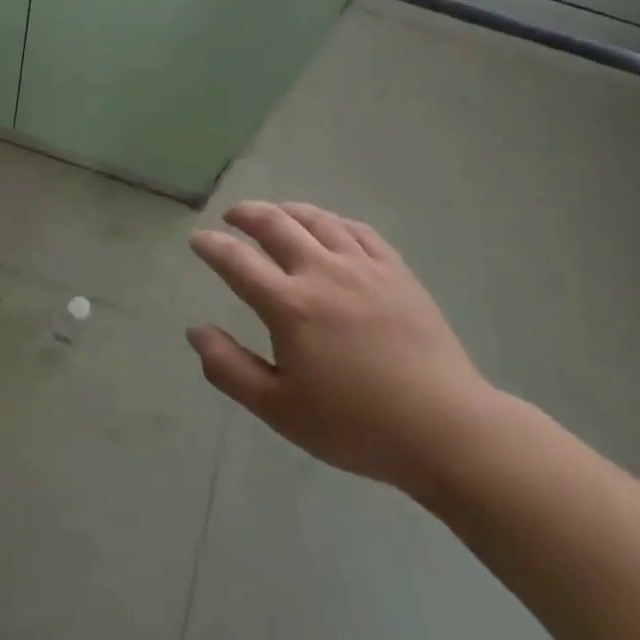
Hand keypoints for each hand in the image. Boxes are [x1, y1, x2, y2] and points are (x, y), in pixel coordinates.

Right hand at [186, 200, 494, 497]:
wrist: (445, 429)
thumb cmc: (355, 426)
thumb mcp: (279, 410)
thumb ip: (229, 368)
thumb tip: (195, 330)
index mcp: (289, 306)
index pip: (236, 261)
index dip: (211, 245)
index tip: (197, 239)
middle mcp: (322, 273)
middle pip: (275, 224)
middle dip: (246, 214)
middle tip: (231, 216)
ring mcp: (363, 267)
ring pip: (317, 220)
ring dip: (287, 210)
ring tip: (274, 213)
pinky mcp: (396, 272)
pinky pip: (358, 230)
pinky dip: (333, 221)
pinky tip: (328, 226)